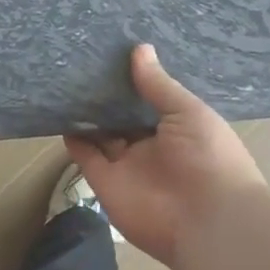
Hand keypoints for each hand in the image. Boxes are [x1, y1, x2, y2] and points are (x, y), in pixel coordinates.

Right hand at [64, 44, 266, 266]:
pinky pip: (86, 157)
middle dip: (108, 97)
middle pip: (124, 118)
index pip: (153, 101)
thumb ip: (159, 84)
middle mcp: (153, 146)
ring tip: (67, 83)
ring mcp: (128, 165)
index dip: (136, 81)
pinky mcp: (106, 182)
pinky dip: (74, 139)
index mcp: (180, 129)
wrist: (206, 221)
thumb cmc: (208, 157)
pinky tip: (62, 114)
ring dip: (88, 116)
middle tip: (84, 63)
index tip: (115, 54)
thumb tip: (139, 48)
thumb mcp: (188, 112)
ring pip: (102, 136)